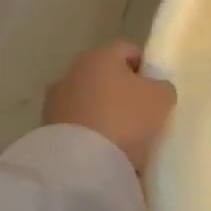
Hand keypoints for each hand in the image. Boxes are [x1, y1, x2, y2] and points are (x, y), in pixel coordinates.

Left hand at [44, 41, 175, 174]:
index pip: (128, 49)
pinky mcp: (48, 127)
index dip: (145, 65)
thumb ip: (162, 86)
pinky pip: (78, 122)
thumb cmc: (127, 117)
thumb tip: (154, 88)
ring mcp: (56, 100)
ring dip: (103, 109)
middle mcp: (73, 71)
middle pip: (105, 74)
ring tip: (123, 132)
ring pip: (89, 98)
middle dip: (122, 88)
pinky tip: (106, 145)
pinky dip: (90, 129)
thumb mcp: (162, 97)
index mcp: (100, 56)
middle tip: (142, 109)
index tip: (156, 87)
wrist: (84, 161)